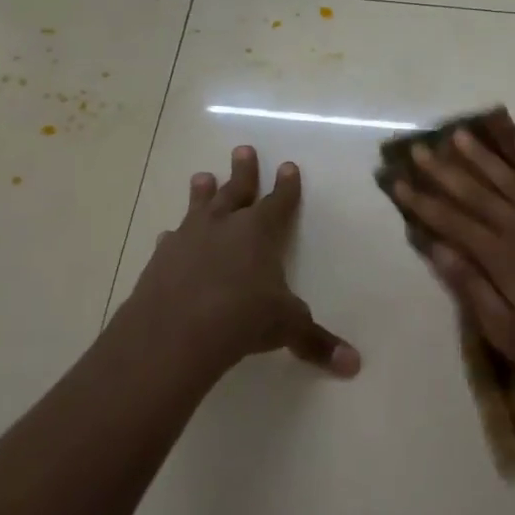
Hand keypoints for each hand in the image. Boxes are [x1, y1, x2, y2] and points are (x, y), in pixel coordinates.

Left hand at [125, 146, 360, 379]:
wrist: (175, 332)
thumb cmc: (242, 318)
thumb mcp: (287, 328)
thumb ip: (317, 342)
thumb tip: (354, 365)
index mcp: (260, 233)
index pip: (279, 202)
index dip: (287, 186)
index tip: (289, 166)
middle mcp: (224, 227)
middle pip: (237, 191)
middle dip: (243, 171)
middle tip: (242, 149)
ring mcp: (188, 240)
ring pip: (199, 207)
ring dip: (203, 192)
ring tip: (202, 176)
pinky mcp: (161, 261)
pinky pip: (171, 241)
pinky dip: (174, 238)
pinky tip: (169, 237)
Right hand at [393, 129, 514, 391]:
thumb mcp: (506, 331)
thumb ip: (471, 287)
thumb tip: (437, 248)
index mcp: (501, 258)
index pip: (452, 222)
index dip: (422, 202)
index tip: (397, 182)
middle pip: (476, 194)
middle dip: (443, 171)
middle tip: (418, 149)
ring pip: (511, 179)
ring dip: (483, 156)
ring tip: (458, 135)